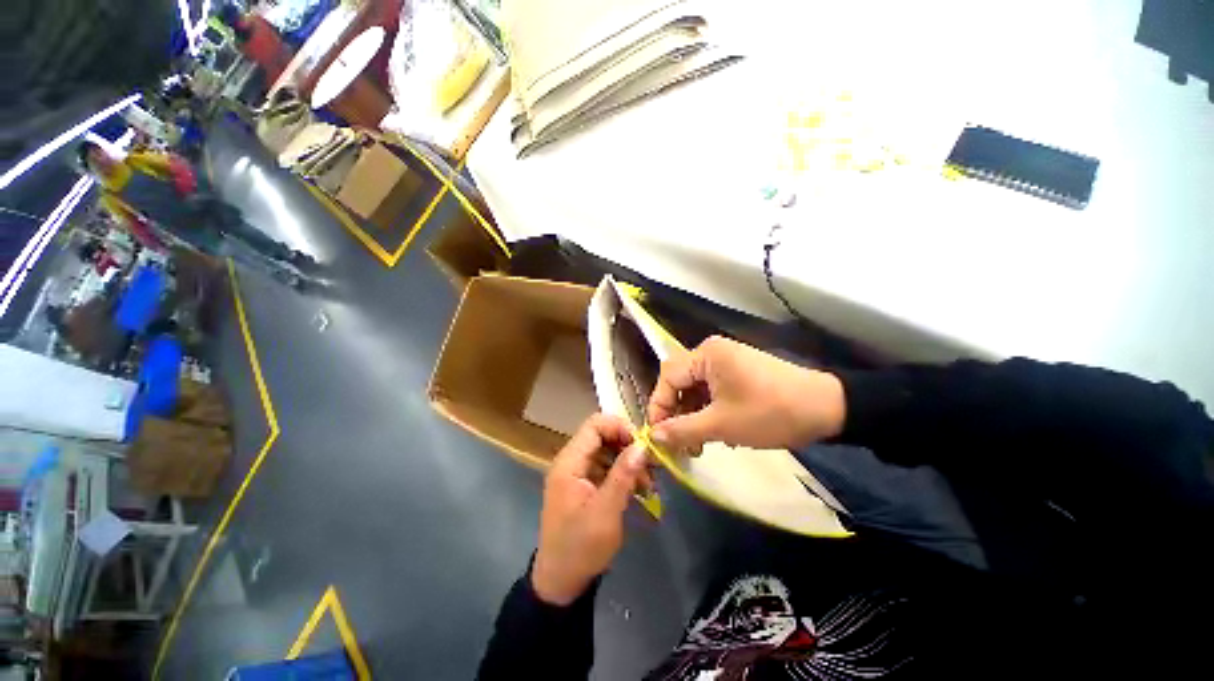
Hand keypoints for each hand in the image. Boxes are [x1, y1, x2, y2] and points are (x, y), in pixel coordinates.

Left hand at [532, 414, 648, 605]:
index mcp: (569, 462)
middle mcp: (571, 461)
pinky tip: (639, 490)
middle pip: (602, 436)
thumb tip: (642, 445)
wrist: (560, 582)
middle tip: (651, 465)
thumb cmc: (580, 547)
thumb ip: (623, 475)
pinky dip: (623, 474)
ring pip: (607, 452)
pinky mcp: (584, 485)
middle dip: (628, 446)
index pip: (594, 425)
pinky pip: (606, 468)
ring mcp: (577, 473)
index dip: (619, 427)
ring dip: (628, 462)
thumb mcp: (606, 511)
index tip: (642, 444)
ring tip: (649, 483)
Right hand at [647, 336, 845, 451]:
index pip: (668, 377)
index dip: (659, 407)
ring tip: (699, 444)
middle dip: (678, 414)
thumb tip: (653, 436)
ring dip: (694, 416)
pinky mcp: (740, 373)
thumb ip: (682, 429)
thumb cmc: (769, 413)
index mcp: (706, 354)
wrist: (827, 409)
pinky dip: (710, 412)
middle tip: (680, 444)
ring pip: (697, 389)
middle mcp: (713, 352)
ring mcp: (728, 361)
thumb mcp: (721, 424)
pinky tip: (718, 433)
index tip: (658, 436)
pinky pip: (714, 391)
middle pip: (682, 383)